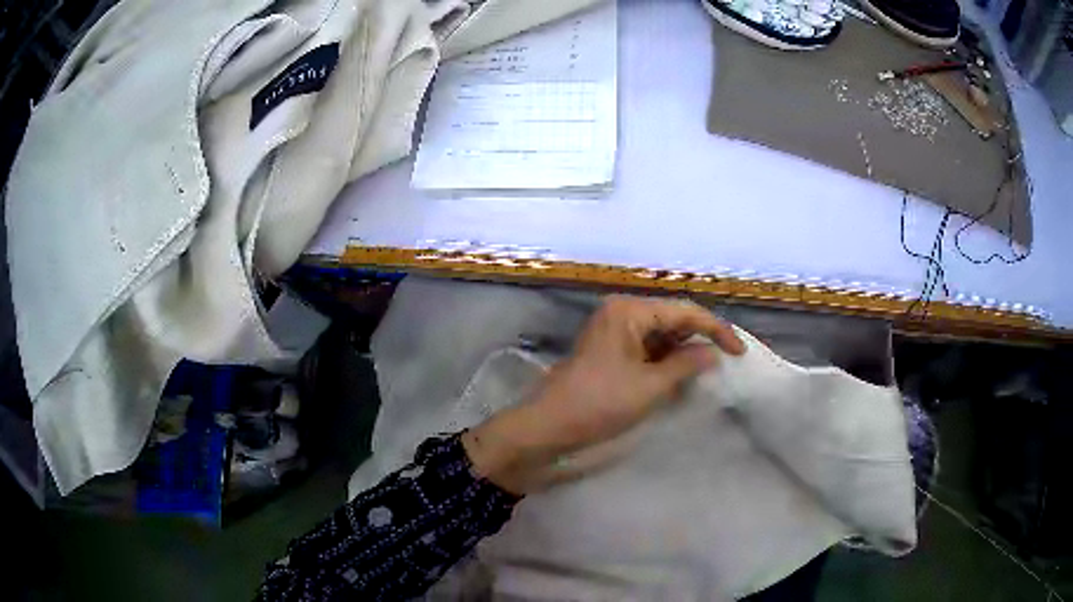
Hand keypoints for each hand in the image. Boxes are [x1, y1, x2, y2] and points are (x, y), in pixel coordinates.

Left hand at [462, 295, 744, 494]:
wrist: (548, 429)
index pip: (684, 312)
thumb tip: (713, 353)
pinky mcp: (610, 354)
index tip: (740, 352)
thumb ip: (686, 365)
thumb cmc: (598, 404)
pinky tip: (682, 377)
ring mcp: (614, 333)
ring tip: (709, 370)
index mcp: (629, 311)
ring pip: (661, 336)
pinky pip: (647, 351)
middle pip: (672, 320)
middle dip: (700, 339)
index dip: (716, 330)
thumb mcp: (650, 386)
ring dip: (684, 352)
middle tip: (727, 361)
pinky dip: (666, 363)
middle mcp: (621, 314)